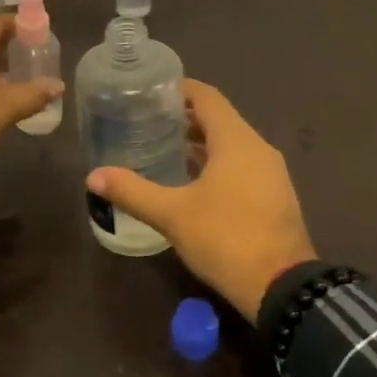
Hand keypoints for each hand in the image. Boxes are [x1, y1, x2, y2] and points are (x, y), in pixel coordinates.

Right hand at [85, 79, 315, 321]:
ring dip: (203, 143)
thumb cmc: (226, 238)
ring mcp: (271, 172)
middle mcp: (258, 147)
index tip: (151, 92)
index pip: (208, 97)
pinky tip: (194, 184)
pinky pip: (243, 165)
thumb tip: (94, 176)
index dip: (181, 89)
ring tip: (166, 151)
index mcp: (237, 139)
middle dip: (187, 118)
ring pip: (233, 144)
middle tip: (150, 122)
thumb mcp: (173, 215)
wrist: (283, 286)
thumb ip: (133, 192)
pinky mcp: (275, 195)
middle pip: (220, 119)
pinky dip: (218, 164)